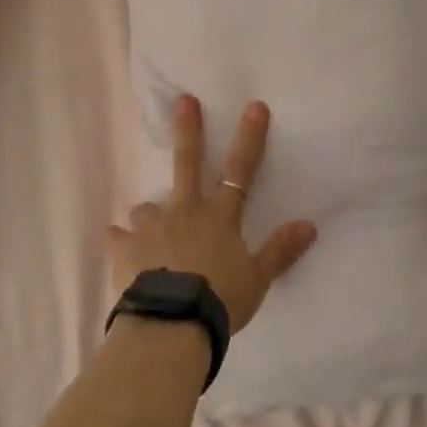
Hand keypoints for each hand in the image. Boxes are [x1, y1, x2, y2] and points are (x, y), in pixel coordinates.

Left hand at [107, 95, 317, 334]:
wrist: (171, 326)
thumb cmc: (219, 300)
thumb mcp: (257, 280)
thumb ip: (280, 251)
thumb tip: (310, 225)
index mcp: (218, 217)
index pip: (240, 170)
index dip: (249, 138)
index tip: (254, 106)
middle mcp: (184, 212)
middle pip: (187, 163)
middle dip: (188, 130)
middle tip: (183, 100)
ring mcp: (151, 228)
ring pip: (147, 207)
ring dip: (149, 212)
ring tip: (147, 223)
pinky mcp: (124, 249)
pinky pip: (117, 238)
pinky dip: (119, 240)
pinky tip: (116, 243)